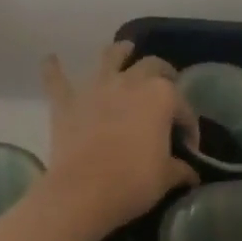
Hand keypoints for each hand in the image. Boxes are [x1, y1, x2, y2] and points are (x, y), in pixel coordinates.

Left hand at [42, 42, 199, 235]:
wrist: (83, 192)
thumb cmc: (133, 181)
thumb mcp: (166, 177)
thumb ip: (180, 169)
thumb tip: (190, 173)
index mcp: (161, 96)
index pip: (183, 108)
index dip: (189, 126)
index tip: (188, 146)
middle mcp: (130, 82)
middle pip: (151, 66)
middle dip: (162, 73)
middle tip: (166, 84)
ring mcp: (96, 88)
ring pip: (109, 57)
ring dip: (118, 51)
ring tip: (124, 49)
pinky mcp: (67, 102)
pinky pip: (57, 80)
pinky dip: (53, 68)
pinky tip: (50, 59)